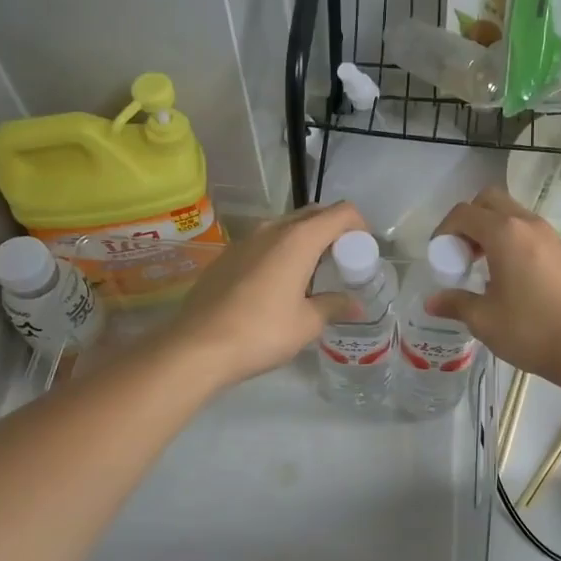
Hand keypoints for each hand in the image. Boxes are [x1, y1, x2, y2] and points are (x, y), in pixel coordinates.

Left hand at [167, 202, 366, 389]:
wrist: (197, 347)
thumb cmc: (262, 332)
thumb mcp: (307, 323)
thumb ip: (333, 305)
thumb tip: (353, 304)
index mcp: (299, 239)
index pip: (341, 213)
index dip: (358, 226)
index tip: (363, 252)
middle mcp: (272, 230)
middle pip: (313, 214)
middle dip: (333, 231)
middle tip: (341, 263)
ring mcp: (245, 240)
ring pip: (286, 227)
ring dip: (305, 241)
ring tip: (311, 276)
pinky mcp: (227, 256)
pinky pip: (264, 243)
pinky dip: (280, 253)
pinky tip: (277, 286)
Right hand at [426, 187, 560, 388]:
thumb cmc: (531, 330)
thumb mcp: (484, 320)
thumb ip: (456, 304)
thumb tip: (432, 302)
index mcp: (504, 233)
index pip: (464, 213)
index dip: (444, 230)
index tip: (440, 258)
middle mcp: (528, 224)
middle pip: (490, 200)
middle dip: (469, 220)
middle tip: (461, 254)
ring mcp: (550, 236)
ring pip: (512, 214)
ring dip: (491, 230)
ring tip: (483, 267)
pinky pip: (529, 231)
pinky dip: (511, 240)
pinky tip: (509, 277)